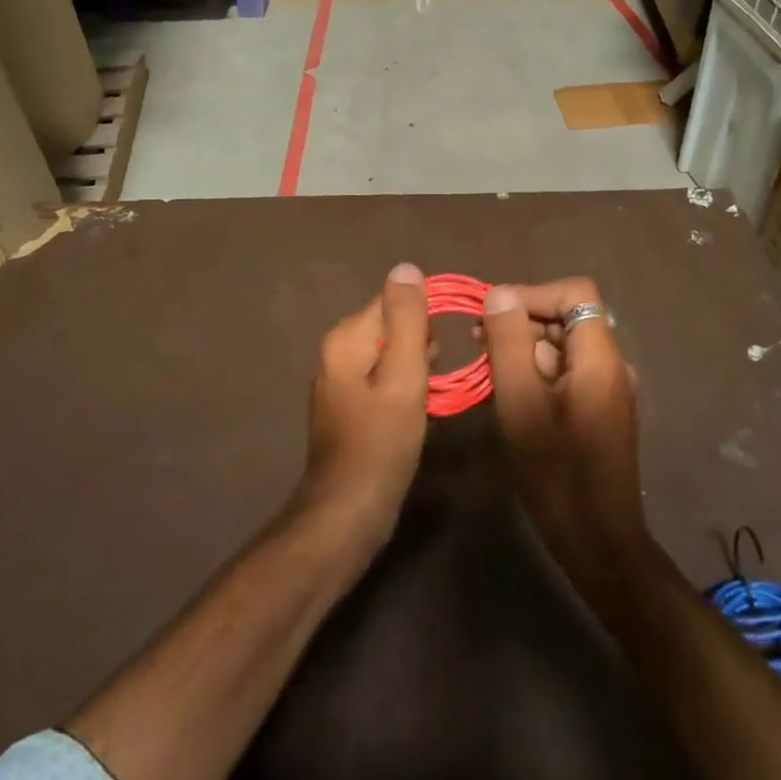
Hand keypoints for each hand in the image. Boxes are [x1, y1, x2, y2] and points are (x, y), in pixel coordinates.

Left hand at [297, 263, 431, 551]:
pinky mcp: (350, 405)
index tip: (443, 349)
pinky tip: (417, 408)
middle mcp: (337, 352)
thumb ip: (407, 320)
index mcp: (345, 338)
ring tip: (430, 394)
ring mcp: (340, 380)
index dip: (424, 319)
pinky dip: (405, 386)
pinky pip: (384, 378)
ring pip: (391, 353)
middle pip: (391, 325)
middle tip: (433, 378)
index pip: (392, 300)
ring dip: (416, 366)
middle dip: (420, 345)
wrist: (348, 512)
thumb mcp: (403, 376)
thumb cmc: (381, 442)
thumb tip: (407, 268)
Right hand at [481, 278, 656, 585]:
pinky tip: (509, 394)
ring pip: (564, 346)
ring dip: (525, 348)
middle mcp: (611, 365)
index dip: (533, 294)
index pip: (576, 293)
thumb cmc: (557, 474)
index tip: (493, 316)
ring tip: (487, 369)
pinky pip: (566, 372)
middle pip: (568, 317)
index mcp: (600, 358)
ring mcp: (608, 389)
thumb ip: (509, 344)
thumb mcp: (521, 404)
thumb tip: (498, 294)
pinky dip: (536, 371)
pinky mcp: (600, 410)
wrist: (598, 542)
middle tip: (478, 344)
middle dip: (522, 321)